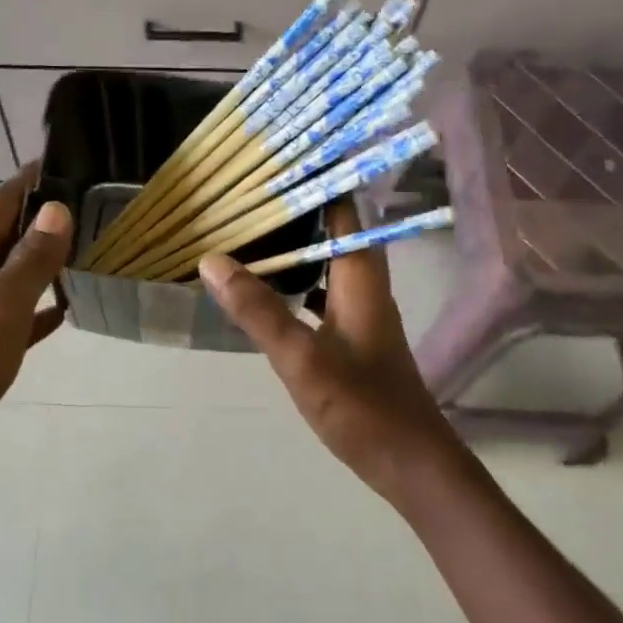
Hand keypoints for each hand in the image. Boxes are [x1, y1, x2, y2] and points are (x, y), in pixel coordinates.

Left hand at [0, 165, 71, 501]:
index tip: (84, 163)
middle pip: (9, 233)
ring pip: (12, 273)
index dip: (40, 180)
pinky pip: (12, 312)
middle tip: (105, 210)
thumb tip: (58, 209)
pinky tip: (68, 308)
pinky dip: (37, 306)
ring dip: (47, 263)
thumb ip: (30, 259)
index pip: (4, 200)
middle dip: (51, 220)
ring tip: (95, 252)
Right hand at [198, 202, 478, 505]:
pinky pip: (322, 294)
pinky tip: (268, 292)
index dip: (316, 179)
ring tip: (249, 232)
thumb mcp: (302, 359)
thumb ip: (258, 310)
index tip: (276, 159)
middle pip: (333, 231)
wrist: (410, 463)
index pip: (344, 209)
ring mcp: (361, 313)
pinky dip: (297, 283)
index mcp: (360, 278)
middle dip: (296, 209)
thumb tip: (213, 260)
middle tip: (247, 193)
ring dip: (295, 246)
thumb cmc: (362, 407)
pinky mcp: (354, 339)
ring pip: (327, 263)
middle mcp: (365, 286)